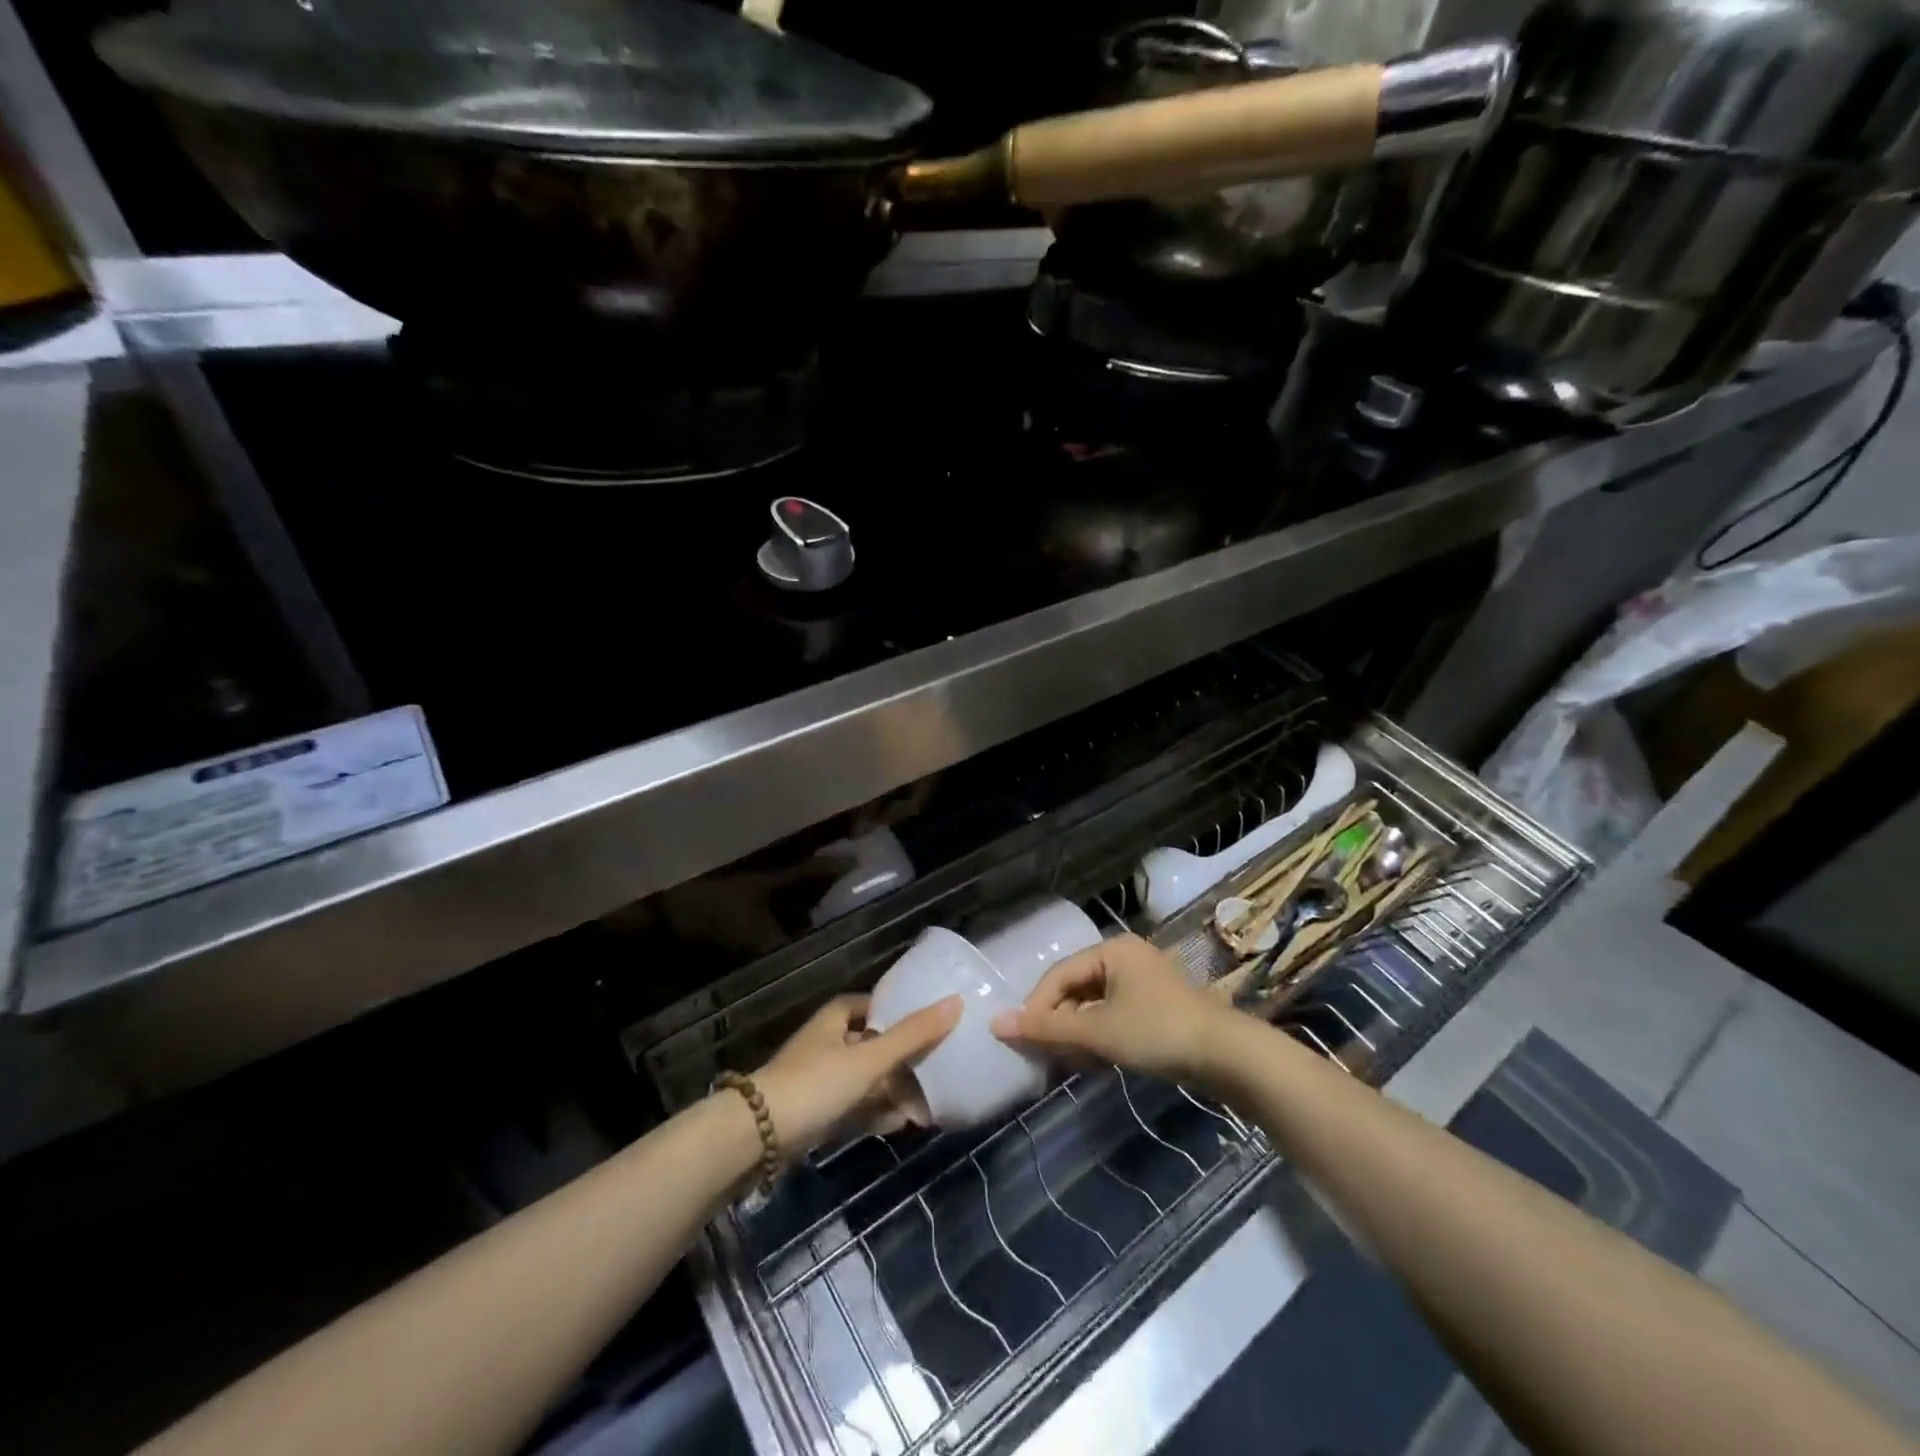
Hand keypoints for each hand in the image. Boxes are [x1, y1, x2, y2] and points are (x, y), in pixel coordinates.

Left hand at [754, 994, 960, 1156]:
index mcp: (835, 1019)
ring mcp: (819, 1081)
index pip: (873, 1005)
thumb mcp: (869, 1058)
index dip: (899, 1012)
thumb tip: (956, 1001)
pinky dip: (877, 1113)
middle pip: (872, 1044)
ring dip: (894, 1090)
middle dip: (903, 1058)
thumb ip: (912, 1035)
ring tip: (931, 1101)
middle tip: (939, 1068)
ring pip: (866, 1079)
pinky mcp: (815, 1114)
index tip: (930, 1023)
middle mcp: (827, 1043)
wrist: (756, 1138)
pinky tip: (903, 1124)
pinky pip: (855, 1108)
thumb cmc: (815, 1084)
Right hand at [990, 934, 1235, 1083]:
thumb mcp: (1098, 1032)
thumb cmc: (1158, 1032)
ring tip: (1074, 1065)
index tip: (1022, 1041)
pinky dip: (1101, 1040)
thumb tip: (996, 1024)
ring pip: (1095, 1008)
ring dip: (1080, 1036)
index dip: (1037, 1007)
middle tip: (1048, 1058)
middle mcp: (1126, 959)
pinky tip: (1099, 1065)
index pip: (1059, 975)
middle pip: (1076, 990)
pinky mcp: (1157, 1010)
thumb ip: (1048, 1028)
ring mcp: (1144, 984)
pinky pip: (1114, 1018)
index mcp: (1112, 950)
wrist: (1229, 1058)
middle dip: (1061, 1025)